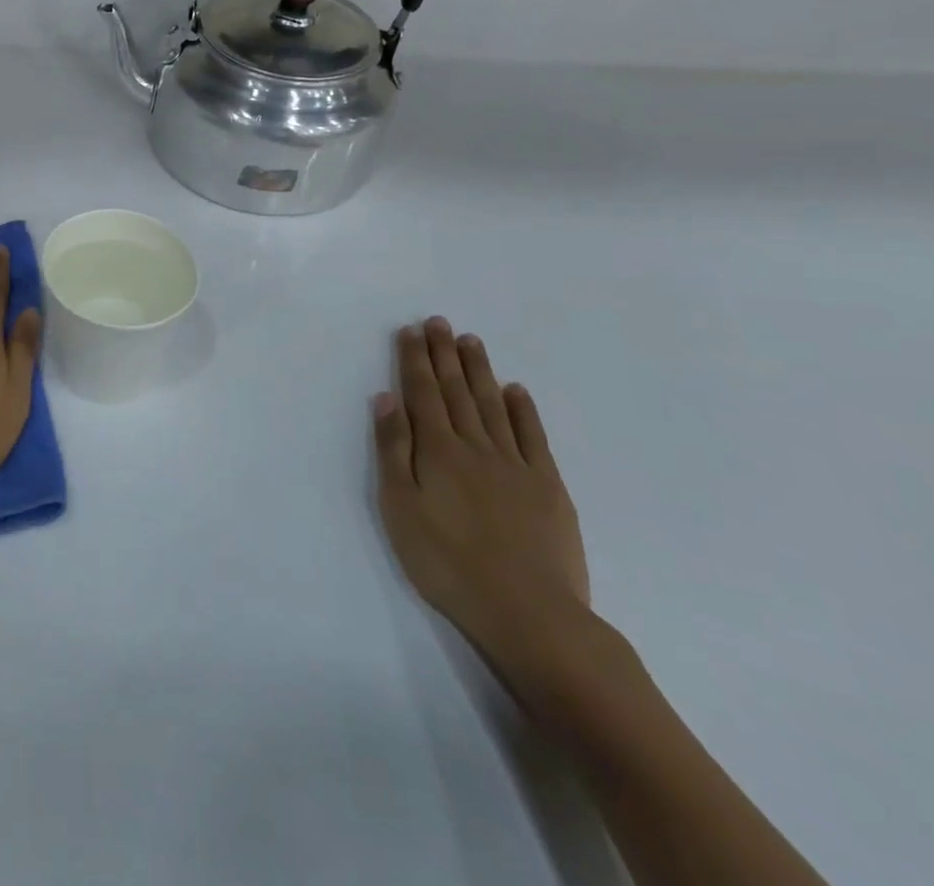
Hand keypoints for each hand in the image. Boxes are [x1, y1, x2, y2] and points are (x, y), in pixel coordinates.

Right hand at [373, 318, 591, 689]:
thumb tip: (386, 398)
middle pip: (456, 390)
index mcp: (437, 450)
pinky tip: (515, 391)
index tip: (411, 330)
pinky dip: (523, 410)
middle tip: (439, 321)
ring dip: (479, 371)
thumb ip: (393, 449)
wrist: (530, 613)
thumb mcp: (400, 507)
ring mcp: (516, 464)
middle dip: (444, 354)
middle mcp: (476, 446)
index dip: (415, 360)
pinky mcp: (548, 487)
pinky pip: (533, 437)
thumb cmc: (447, 562)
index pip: (422, 393)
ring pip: (493, 405)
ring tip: (471, 341)